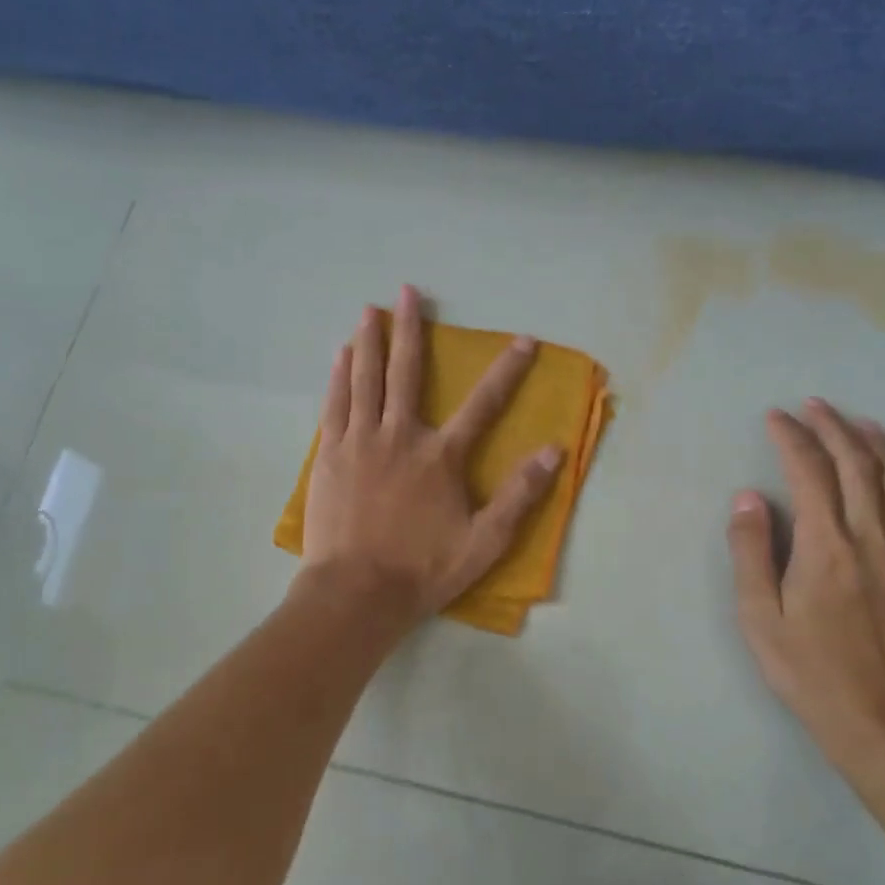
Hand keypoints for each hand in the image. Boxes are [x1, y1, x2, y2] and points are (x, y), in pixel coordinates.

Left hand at [301, 285, 563, 627]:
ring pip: (365, 379)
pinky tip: (341, 354)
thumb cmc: (422, 569)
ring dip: (370, 340)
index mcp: (440, 456)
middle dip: (411, 329)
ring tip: (370, 308)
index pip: (483, 404)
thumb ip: (519, 495)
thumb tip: (554, 451)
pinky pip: (336, 404)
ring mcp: (360, 442)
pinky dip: (340, 376)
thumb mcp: (484, 542)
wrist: (356, 593)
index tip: (524, 339)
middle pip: (407, 372)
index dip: (507, 370)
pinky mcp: (330, 455)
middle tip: (410, 292)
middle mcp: (400, 436)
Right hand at [725, 399, 884, 768]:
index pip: (808, 472)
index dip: (791, 438)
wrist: (882, 719)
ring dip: (877, 443)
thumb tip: (748, 498)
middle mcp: (869, 537)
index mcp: (825, 545)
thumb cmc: (809, 668)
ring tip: (859, 421)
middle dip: (833, 428)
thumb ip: (751, 552)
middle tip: (813, 405)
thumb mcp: (760, 616)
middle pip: (855, 465)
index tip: (775, 417)